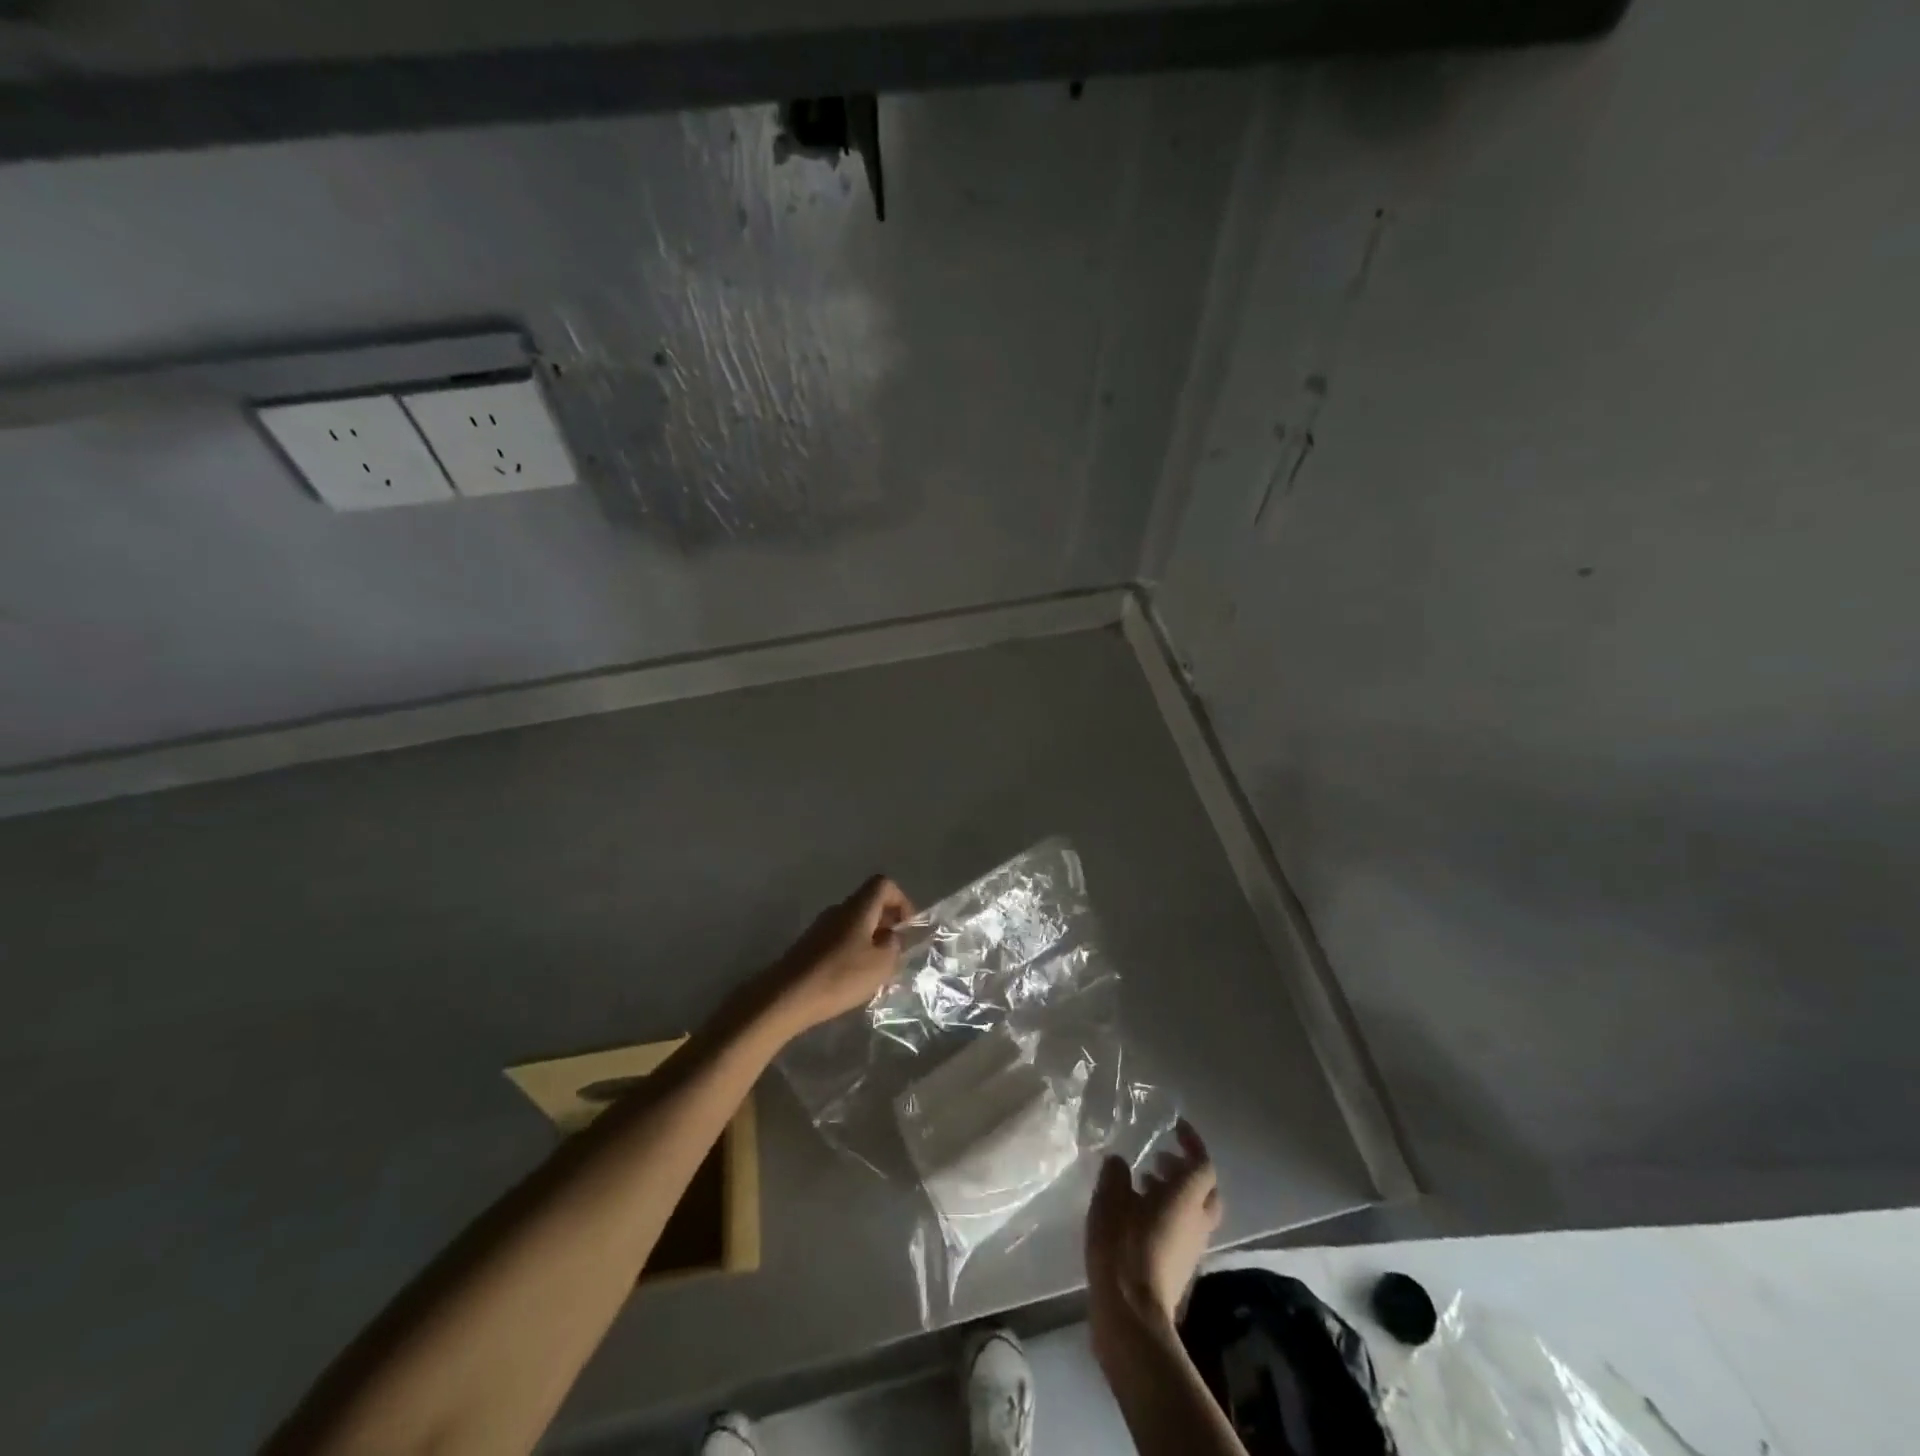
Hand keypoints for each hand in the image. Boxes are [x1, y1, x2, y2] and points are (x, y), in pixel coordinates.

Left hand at [763, 875, 915, 1034]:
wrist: (786, 997)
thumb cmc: (840, 976)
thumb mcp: (881, 964)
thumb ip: (894, 946)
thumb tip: (892, 937)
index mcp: (858, 907)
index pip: (884, 884)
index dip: (901, 901)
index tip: (907, 928)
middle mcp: (839, 910)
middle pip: (869, 903)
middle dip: (887, 923)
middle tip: (896, 952)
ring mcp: (821, 927)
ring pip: (854, 923)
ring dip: (870, 939)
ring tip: (876, 970)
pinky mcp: (809, 946)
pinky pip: (840, 939)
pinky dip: (853, 951)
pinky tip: (853, 978)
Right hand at [1085, 1121, 1221, 1359]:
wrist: (1130, 1313)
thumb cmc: (1123, 1245)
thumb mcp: (1110, 1198)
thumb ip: (1116, 1173)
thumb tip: (1120, 1163)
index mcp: (1187, 1198)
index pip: (1203, 1164)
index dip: (1192, 1143)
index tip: (1176, 1128)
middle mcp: (1197, 1221)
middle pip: (1206, 1190)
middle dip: (1186, 1170)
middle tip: (1158, 1159)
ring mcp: (1191, 1248)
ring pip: (1194, 1212)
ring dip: (1173, 1192)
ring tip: (1140, 1183)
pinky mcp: (1179, 1268)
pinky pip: (1181, 1230)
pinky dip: (1166, 1214)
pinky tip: (1135, 1215)